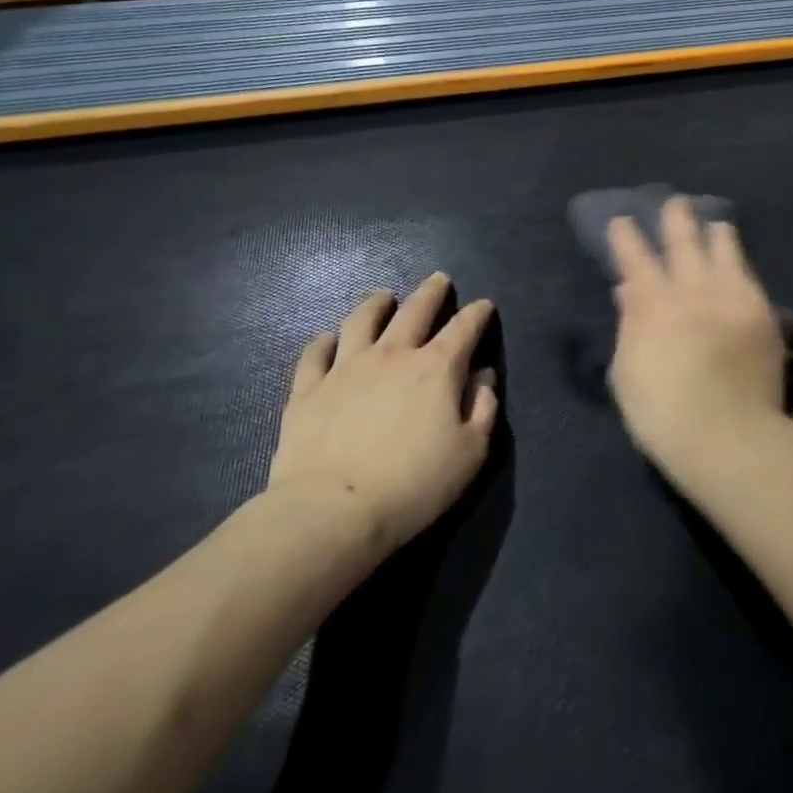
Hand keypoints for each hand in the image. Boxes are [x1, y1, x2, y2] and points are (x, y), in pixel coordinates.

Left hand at [268, 274, 498, 554]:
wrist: (332, 512)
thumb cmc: (413, 485)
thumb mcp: (470, 453)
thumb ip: (484, 408)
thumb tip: (483, 377)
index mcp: (437, 368)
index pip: (464, 328)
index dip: (477, 313)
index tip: (484, 306)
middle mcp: (393, 355)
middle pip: (415, 310)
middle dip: (431, 292)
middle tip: (438, 280)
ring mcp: (346, 368)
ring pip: (361, 320)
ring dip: (376, 303)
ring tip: (383, 297)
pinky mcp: (308, 389)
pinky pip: (315, 354)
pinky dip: (323, 342)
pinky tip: (327, 340)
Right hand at [607, 198, 786, 473]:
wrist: (729, 436)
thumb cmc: (663, 414)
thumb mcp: (627, 373)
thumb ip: (629, 325)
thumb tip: (628, 291)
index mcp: (653, 304)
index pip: (635, 258)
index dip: (626, 237)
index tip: (622, 221)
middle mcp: (692, 289)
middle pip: (682, 242)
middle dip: (675, 219)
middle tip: (674, 204)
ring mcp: (730, 296)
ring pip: (722, 250)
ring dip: (714, 233)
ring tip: (714, 223)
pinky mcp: (760, 310)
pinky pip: (747, 274)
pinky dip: (738, 260)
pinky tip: (736, 257)